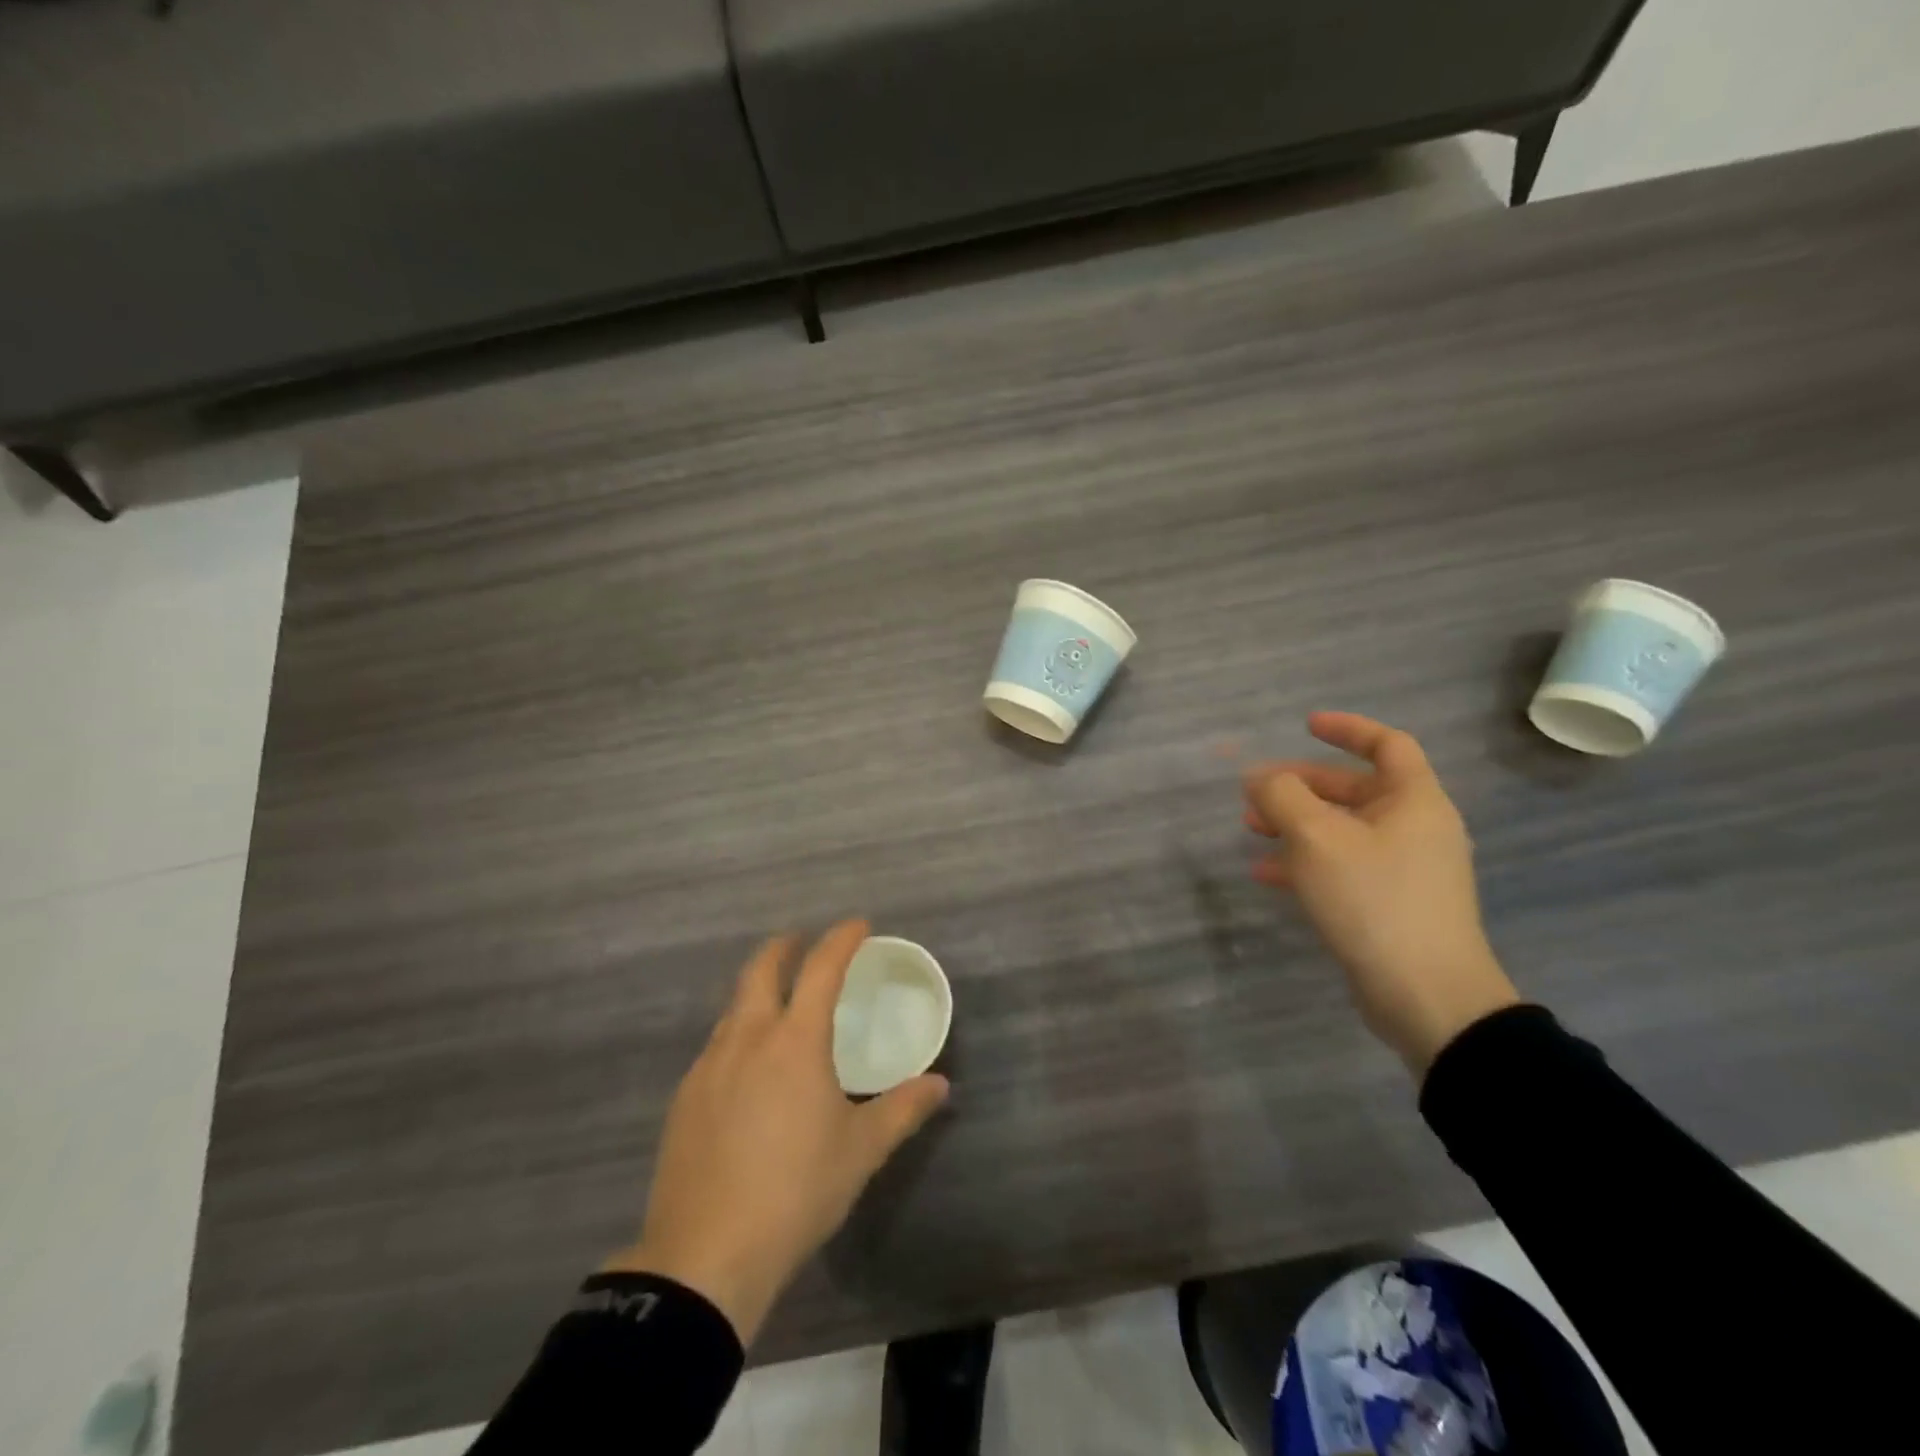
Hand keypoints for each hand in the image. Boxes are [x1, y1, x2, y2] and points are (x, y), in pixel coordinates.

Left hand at [604, 921, 949, 1343]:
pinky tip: (748, 1068)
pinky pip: (716, 1046)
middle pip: (761, 969)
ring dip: (758, 990)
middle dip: (785, 946)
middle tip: (804, 941)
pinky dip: (739, 1033)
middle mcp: (747, 1038)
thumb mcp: (861, 1151)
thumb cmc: (796, 1192)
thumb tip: (941, 1085)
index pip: (821, 969)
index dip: (841, 939)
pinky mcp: (684, 1098)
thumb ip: (903, 1110)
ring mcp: (708, 1066)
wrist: (705, 1258)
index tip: (858, 925)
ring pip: (734, 1007)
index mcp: (794, 1041)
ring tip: (780, 1004)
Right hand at [1244, 712, 1519, 1076]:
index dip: (1347, 729)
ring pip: (1342, 829)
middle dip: (1301, 785)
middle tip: (1255, 791)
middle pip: (1355, 789)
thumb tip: (1260, 777)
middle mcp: (1415, 829)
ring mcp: (1404, 869)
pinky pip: (1342, 866)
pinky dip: (1305, 861)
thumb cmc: (1374, 900)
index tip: (1305, 725)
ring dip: (1295, 823)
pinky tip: (1266, 872)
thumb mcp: (1317, 839)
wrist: (1427, 997)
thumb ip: (1282, 797)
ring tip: (1250, 828)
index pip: (1387, 744)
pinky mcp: (1389, 904)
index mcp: (1415, 802)